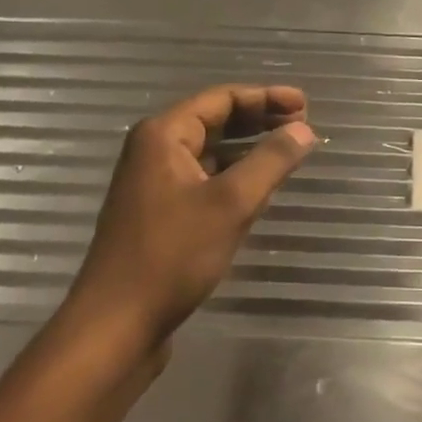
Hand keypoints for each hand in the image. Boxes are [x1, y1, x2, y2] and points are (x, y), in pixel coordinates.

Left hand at [63, 85, 317, 358]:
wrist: (116, 324)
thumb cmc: (172, 255)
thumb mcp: (231, 203)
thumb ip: (271, 161)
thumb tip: (304, 129)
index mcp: (163, 135)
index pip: (222, 98)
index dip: (266, 97)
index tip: (305, 104)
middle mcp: (153, 150)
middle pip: (214, 120)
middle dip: (259, 118)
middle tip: (302, 122)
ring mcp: (153, 182)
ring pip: (210, 151)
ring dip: (248, 146)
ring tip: (287, 149)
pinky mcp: (158, 213)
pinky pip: (203, 177)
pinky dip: (233, 174)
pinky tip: (258, 185)